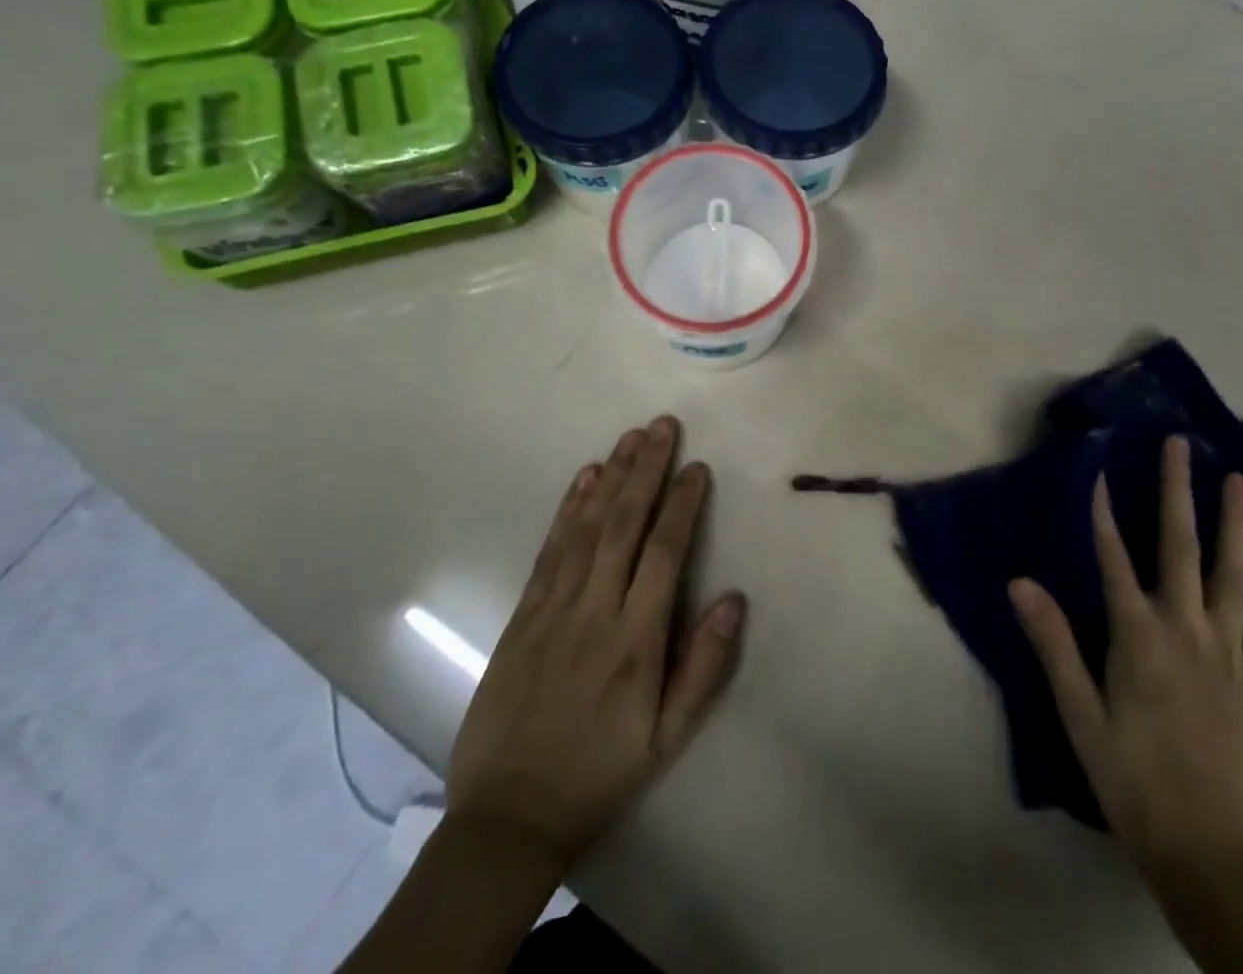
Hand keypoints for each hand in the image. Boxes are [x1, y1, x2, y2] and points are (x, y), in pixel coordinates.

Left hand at [445, 415, 746, 871]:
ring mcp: (553, 609)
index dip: (682, 505)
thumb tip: (734, 599)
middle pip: (623, 526)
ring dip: (610, 477)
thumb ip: (704, 667)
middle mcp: (595, 611)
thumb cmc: (601, 773)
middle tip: (662, 426)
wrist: (508, 816)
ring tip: (630, 437)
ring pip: (585, 528)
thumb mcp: (668, 738)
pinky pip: (550, 550)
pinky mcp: (524, 614)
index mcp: (635, 641)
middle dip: (645, 471)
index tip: (696, 466)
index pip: (664, 554)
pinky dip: (566, 510)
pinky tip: (583, 479)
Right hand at [1010, 437, 1242, 883]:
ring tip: (1238, 480)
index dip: (1104, 512)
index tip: (1100, 469)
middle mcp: (1187, 629)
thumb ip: (1053, 643)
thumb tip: (1020, 582)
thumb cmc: (1130, 777)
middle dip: (1176, 491)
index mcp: (1139, 636)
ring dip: (1234, 524)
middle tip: (1179, 444)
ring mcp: (1230, 652)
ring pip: (1233, 574)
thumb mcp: (1079, 714)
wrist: (1206, 849)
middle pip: (1179, 547)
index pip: (1114, 558)